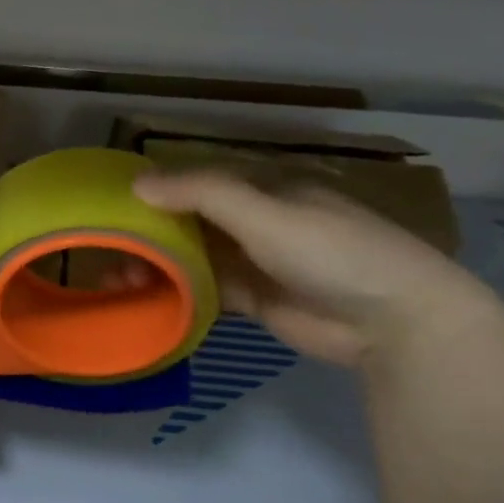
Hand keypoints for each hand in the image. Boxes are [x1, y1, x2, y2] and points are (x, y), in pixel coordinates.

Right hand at [132, 169, 496, 365]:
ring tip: (119, 281)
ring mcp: (254, 260)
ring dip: (157, 265)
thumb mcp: (265, 213)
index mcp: (263, 188)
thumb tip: (136, 183)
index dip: (156, 191)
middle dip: (149, 234)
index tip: (112, 208)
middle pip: (189, 221)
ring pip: (191, 256)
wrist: (394, 321)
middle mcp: (255, 220)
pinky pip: (204, 289)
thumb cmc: (332, 252)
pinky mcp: (253, 298)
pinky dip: (175, 291)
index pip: (197, 182)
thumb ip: (202, 194)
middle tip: (109, 252)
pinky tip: (144, 298)